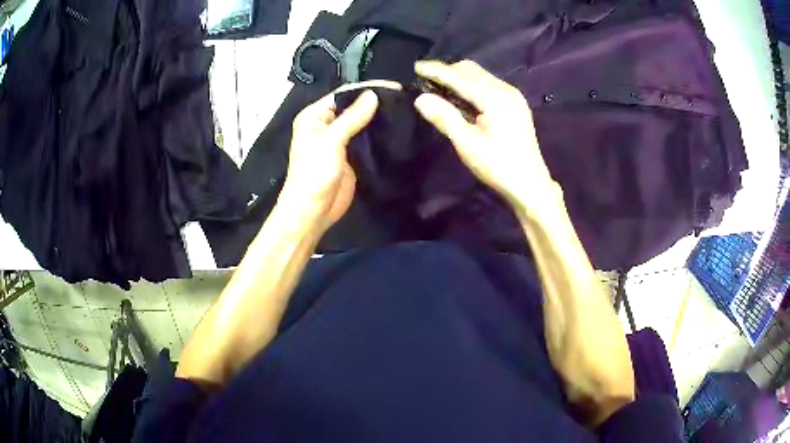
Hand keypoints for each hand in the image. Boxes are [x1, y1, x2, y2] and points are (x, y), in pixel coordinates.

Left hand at [279, 80, 401, 232]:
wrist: (313, 210)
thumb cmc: (314, 173)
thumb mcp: (331, 141)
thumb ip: (352, 117)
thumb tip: (373, 95)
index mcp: (315, 116)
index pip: (343, 94)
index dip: (366, 89)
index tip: (394, 86)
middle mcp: (326, 124)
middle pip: (353, 106)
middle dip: (375, 101)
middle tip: (404, 98)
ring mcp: (339, 140)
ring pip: (361, 122)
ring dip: (378, 117)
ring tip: (405, 109)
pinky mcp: (351, 155)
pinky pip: (366, 139)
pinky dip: (379, 133)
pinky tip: (397, 128)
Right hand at [414, 60, 558, 218]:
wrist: (530, 184)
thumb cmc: (498, 167)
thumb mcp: (468, 145)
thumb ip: (445, 118)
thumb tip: (420, 99)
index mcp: (495, 99)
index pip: (460, 77)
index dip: (437, 71)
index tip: (416, 67)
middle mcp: (506, 90)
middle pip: (472, 70)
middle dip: (448, 71)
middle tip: (426, 79)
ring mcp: (513, 95)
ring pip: (480, 75)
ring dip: (459, 77)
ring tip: (439, 86)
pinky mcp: (515, 103)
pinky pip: (488, 83)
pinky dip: (471, 84)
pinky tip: (461, 95)